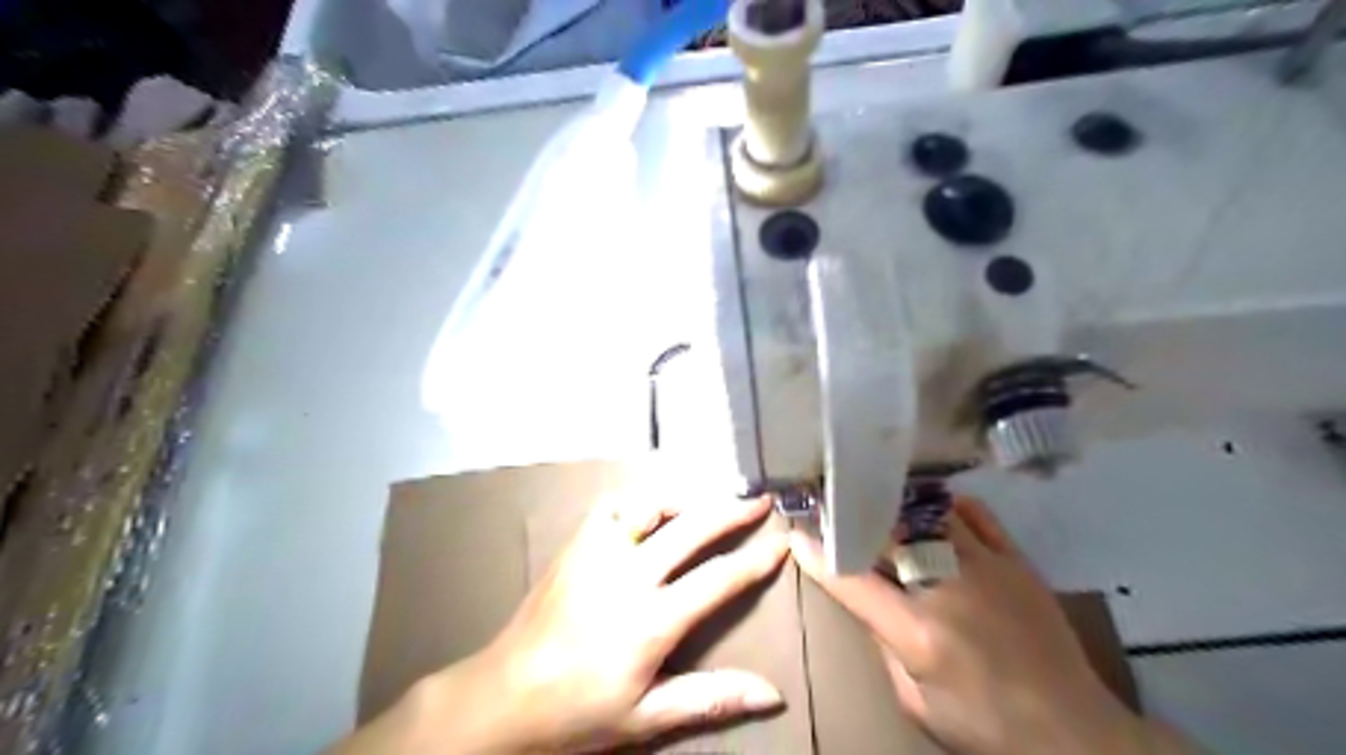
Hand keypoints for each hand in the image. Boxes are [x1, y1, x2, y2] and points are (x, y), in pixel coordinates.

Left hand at [336, 486, 791, 750]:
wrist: (505, 695)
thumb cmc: (579, 712)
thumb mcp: (647, 717)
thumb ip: (710, 698)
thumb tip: (773, 692)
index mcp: (651, 619)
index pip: (718, 580)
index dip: (755, 561)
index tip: (780, 543)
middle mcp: (629, 574)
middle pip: (692, 529)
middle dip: (731, 512)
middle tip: (759, 500)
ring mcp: (598, 553)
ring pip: (651, 506)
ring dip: (685, 501)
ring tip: (706, 504)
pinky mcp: (575, 545)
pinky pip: (611, 506)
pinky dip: (638, 502)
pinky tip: (649, 511)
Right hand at [792, 496, 1192, 754]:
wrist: (1073, 732)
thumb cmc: (983, 724)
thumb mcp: (915, 702)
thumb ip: (884, 645)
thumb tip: (867, 598)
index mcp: (919, 634)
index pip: (853, 581)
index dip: (818, 555)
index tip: (795, 533)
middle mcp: (949, 589)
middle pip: (890, 534)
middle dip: (854, 516)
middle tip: (832, 503)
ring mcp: (988, 568)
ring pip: (931, 515)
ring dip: (898, 505)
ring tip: (877, 494)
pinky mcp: (1018, 562)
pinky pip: (977, 516)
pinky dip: (949, 506)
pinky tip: (932, 505)